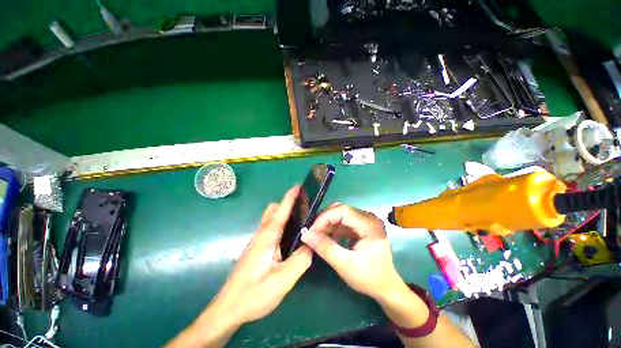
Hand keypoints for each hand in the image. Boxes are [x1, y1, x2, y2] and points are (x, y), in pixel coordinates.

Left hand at [167, 187, 312, 347]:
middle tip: (305, 210)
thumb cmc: (253, 295)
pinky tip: (290, 239)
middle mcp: (261, 235)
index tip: (298, 186)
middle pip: (274, 212)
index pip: (280, 212)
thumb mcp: (282, 280)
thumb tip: (312, 245)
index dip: (290, 198)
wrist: (227, 310)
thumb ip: (300, 260)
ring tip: (301, 222)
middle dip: (287, 205)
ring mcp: (258, 242)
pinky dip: (281, 227)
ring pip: (271, 221)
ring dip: (284, 215)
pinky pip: (271, 230)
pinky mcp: (257, 250)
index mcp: (267, 238)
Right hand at [301, 203, 403, 300]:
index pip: (342, 210)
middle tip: (312, 232)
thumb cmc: (369, 278)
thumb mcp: (345, 265)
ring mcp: (366, 220)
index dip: (324, 217)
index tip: (311, 230)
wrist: (386, 287)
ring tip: (317, 236)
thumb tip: (306, 235)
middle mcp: (368, 217)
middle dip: (324, 219)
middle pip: (341, 209)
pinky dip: (333, 228)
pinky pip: (343, 221)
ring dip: (327, 223)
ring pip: (340, 214)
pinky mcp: (362, 225)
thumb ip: (325, 248)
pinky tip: (327, 238)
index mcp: (369, 224)